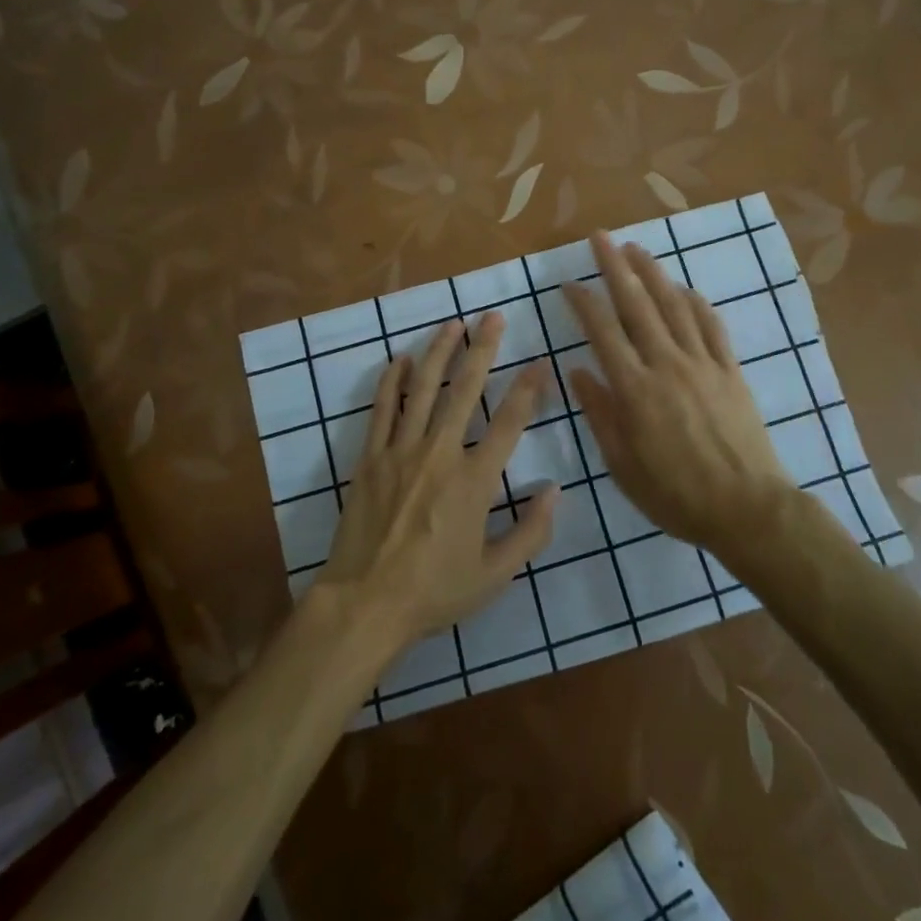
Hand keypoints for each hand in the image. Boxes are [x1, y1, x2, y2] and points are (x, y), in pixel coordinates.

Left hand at [316, 313, 556, 653]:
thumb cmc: (434, 591)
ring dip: (439, 353)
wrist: (365, 604)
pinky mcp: (371, 458)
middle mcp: (440, 454)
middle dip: (482, 350)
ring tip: (452, 324)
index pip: (510, 422)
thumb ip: (531, 532)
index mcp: (475, 481)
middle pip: (465, 390)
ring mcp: (401, 451)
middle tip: (493, 317)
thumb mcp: (495, 575)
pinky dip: (392, 382)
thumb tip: (554, 490)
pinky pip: (382, 410)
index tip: (540, 362)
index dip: (528, 389)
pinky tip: (400, 359)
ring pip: (423, 390)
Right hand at [566, 232, 791, 554]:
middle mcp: (667, 364)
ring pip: (674, 306)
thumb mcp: (623, 465)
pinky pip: (712, 326)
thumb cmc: (676, 494)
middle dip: (616, 267)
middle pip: (637, 305)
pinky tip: (684, 289)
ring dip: (654, 273)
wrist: (748, 508)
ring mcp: (703, 363)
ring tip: (636, 249)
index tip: (569, 282)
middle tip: (601, 237)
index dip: (584, 303)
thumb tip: (577, 371)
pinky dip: (696, 302)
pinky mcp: (731, 370)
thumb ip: (600, 414)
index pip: (603, 332)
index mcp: (635, 389)